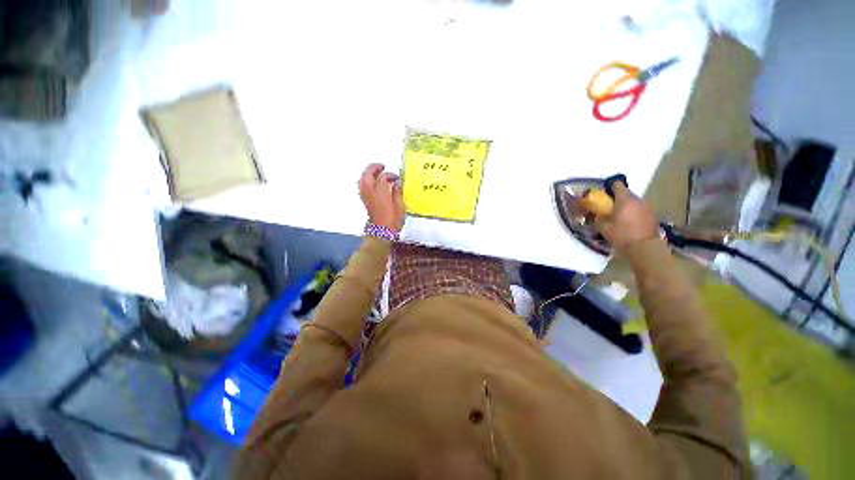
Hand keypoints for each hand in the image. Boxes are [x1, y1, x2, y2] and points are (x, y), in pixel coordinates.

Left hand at [358, 163, 404, 231]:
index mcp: (380, 192)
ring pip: (363, 180)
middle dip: (374, 168)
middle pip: (368, 174)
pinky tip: (373, 183)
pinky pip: (363, 186)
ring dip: (368, 174)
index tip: (396, 178)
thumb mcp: (400, 206)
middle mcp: (370, 192)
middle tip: (382, 166)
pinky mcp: (365, 201)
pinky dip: (366, 181)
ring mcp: (366, 196)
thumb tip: (397, 183)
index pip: (383, 177)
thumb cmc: (392, 221)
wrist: (381, 233)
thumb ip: (398, 192)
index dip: (390, 175)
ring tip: (376, 172)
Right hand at [594, 182, 659, 249]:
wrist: (644, 247)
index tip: (604, 193)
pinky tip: (630, 222)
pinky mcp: (653, 215)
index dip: (610, 187)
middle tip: (610, 207)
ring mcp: (647, 207)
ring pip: (634, 201)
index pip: (617, 185)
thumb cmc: (621, 235)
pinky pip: (641, 209)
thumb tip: (595, 214)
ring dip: (627, 205)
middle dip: (618, 198)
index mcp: (624, 200)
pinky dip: (634, 212)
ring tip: (620, 215)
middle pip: (626, 193)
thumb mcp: (603, 227)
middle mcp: (637, 200)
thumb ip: (598, 218)